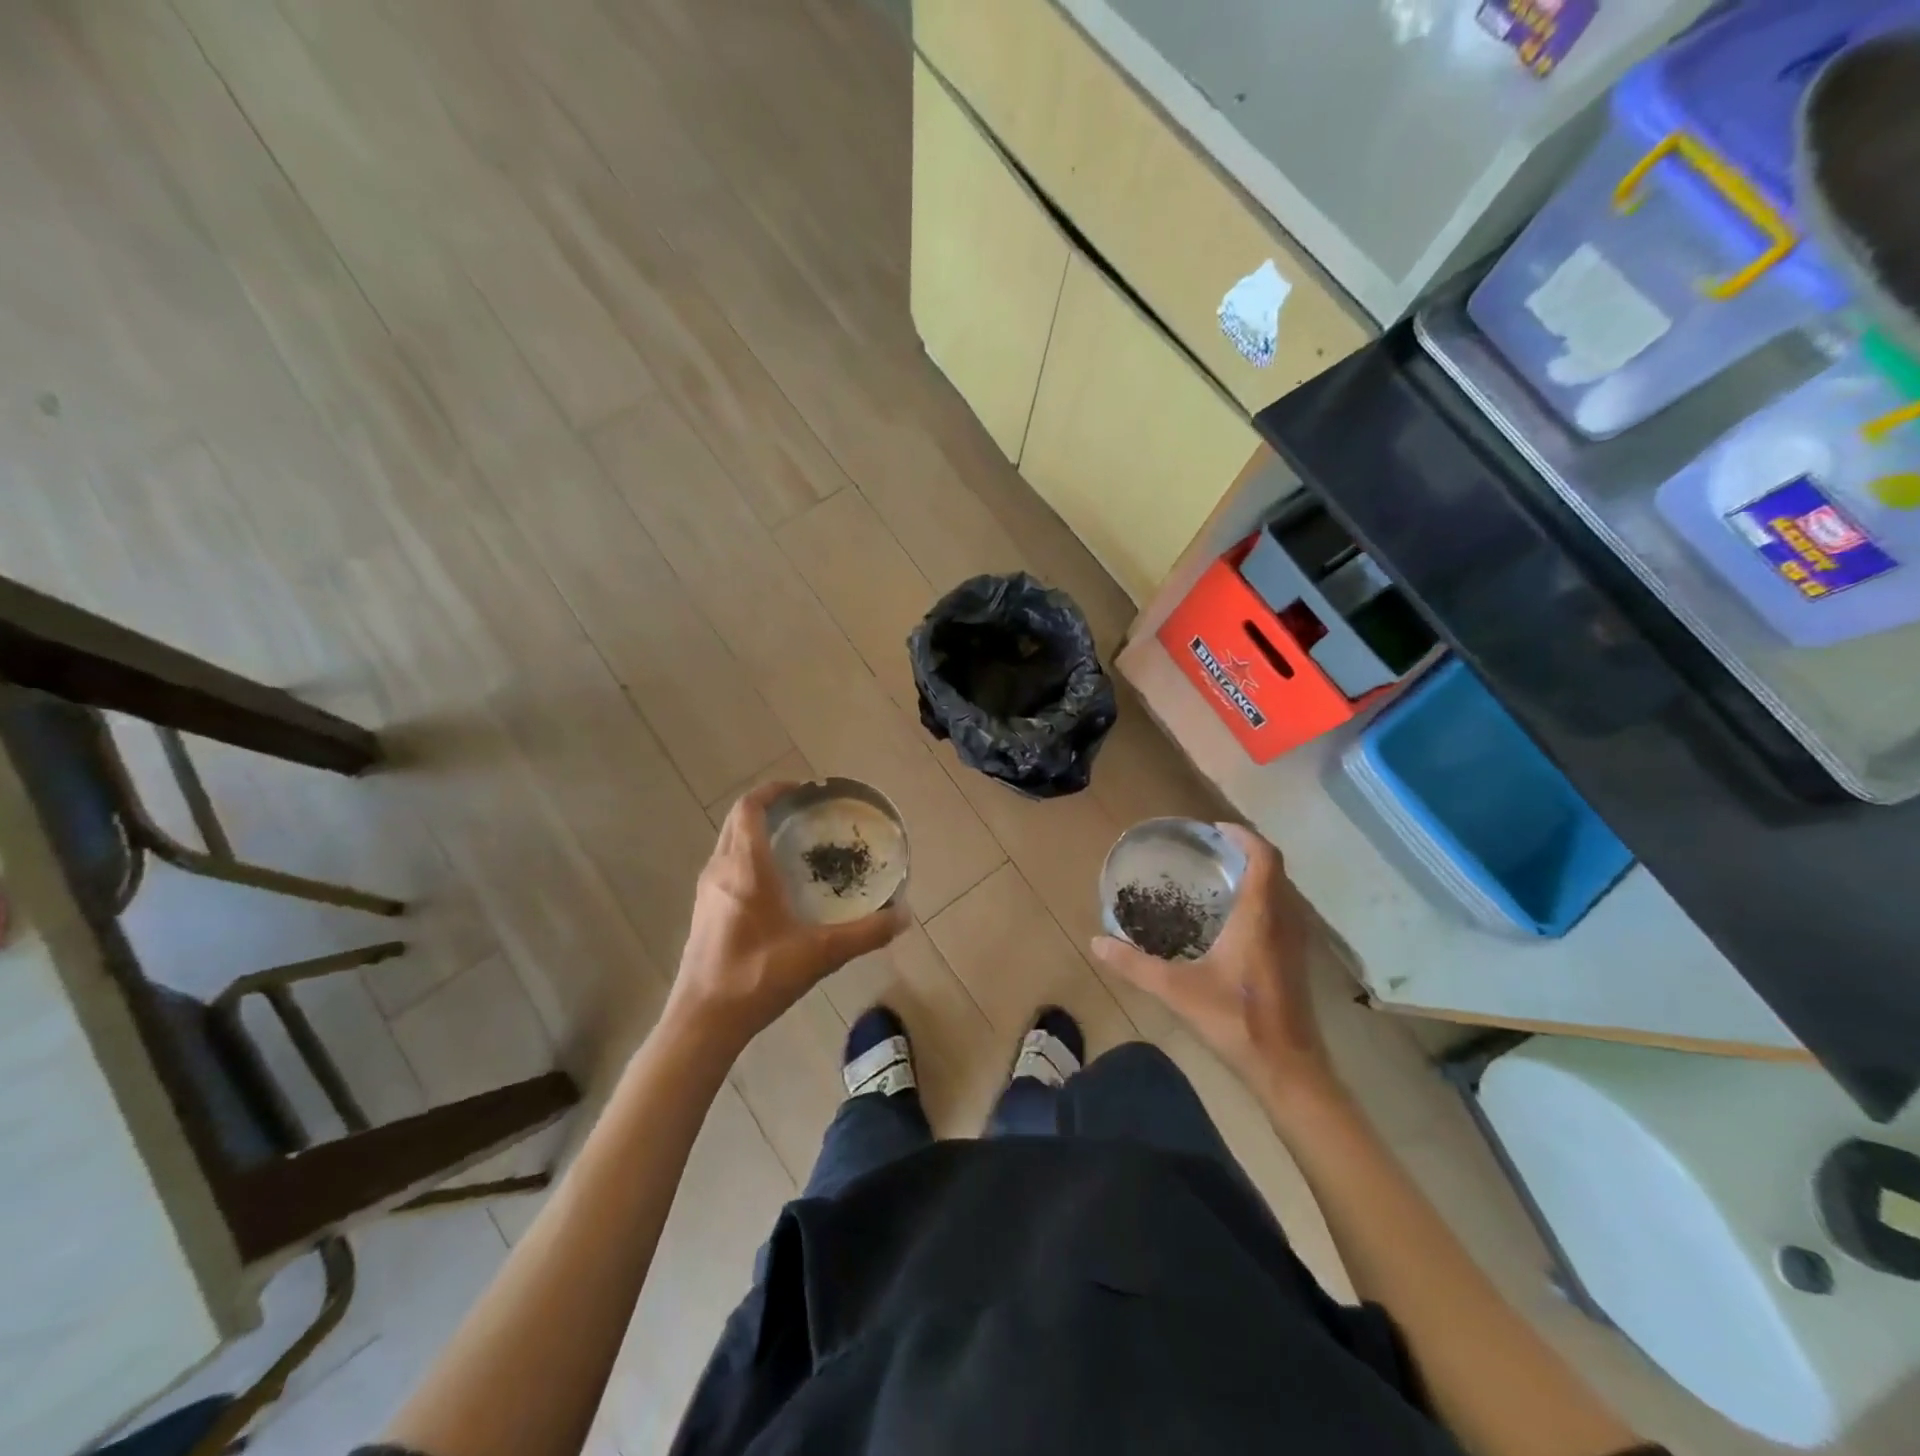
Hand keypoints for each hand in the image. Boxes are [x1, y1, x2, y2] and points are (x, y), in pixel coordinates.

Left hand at [666, 781, 908, 1057]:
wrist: (702, 1022)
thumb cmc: (757, 977)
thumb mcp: (820, 954)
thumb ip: (865, 933)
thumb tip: (903, 916)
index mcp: (744, 868)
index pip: (750, 808)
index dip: (773, 791)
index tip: (803, 789)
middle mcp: (720, 870)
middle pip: (737, 821)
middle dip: (767, 808)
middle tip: (805, 812)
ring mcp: (707, 892)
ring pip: (729, 843)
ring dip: (755, 832)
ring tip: (793, 842)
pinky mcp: (704, 912)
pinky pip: (726, 866)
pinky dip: (747, 856)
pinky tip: (774, 884)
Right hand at [1091, 824, 1338, 1105]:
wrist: (1288, 1069)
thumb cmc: (1236, 1021)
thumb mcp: (1177, 991)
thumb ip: (1135, 965)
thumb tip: (1097, 942)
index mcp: (1259, 917)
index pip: (1264, 857)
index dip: (1243, 836)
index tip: (1214, 830)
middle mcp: (1282, 920)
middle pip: (1274, 869)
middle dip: (1245, 851)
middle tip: (1209, 850)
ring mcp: (1294, 942)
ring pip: (1280, 891)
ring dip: (1256, 874)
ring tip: (1217, 876)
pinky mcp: (1295, 960)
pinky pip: (1281, 911)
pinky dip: (1261, 898)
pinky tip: (1232, 919)